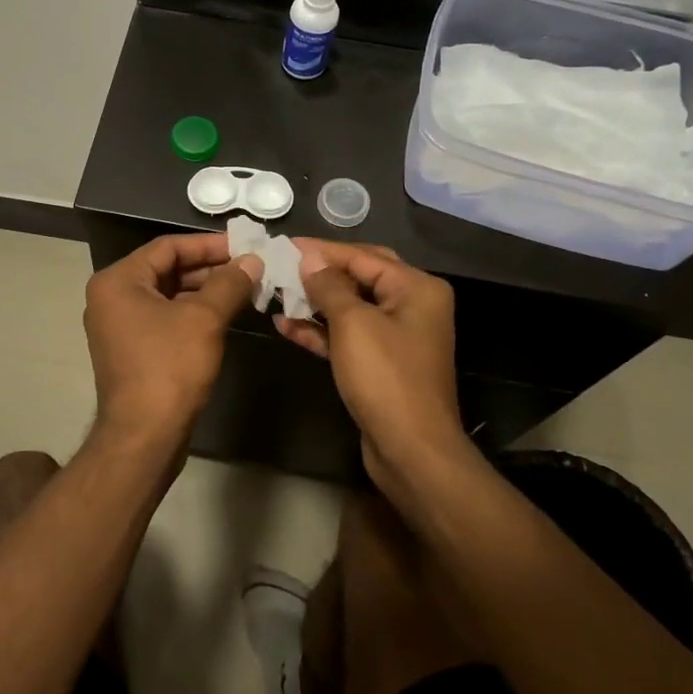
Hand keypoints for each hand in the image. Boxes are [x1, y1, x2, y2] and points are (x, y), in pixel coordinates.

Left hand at [83, 234, 262, 448]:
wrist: (144, 435)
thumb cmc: (169, 367)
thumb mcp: (204, 319)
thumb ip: (229, 283)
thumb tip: (252, 260)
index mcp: (118, 281)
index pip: (167, 247)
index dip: (208, 244)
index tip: (244, 246)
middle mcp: (112, 298)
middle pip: (166, 269)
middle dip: (210, 268)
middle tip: (250, 267)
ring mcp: (120, 326)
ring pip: (168, 295)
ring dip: (205, 291)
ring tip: (246, 289)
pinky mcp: (133, 350)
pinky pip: (165, 318)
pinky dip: (194, 313)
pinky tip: (226, 314)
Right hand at [272, 240, 466, 487]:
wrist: (411, 449)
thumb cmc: (385, 377)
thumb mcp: (353, 324)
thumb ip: (329, 286)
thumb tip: (309, 257)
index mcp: (417, 288)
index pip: (363, 256)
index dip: (322, 250)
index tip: (284, 245)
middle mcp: (412, 305)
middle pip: (359, 277)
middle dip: (319, 273)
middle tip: (282, 264)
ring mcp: (397, 336)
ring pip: (350, 308)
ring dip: (315, 302)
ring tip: (276, 293)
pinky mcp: (381, 363)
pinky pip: (348, 336)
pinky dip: (320, 330)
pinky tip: (285, 325)